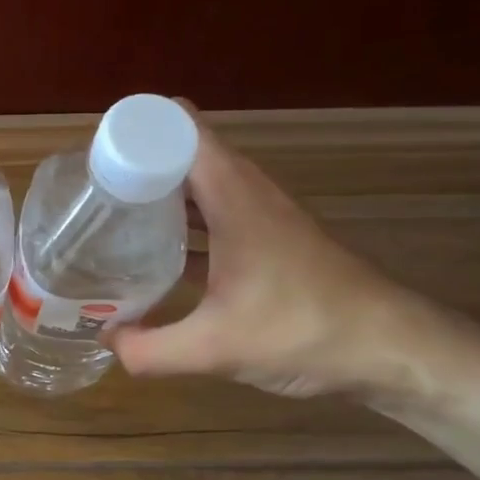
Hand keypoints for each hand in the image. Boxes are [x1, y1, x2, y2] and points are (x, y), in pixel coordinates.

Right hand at [109, 114, 431, 399]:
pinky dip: (182, 221)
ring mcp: (260, 215)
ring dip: (158, 191)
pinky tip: (157, 254)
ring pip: (198, 183)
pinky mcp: (268, 240)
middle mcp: (246, 192)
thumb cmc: (305, 330)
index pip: (179, 128)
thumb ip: (151, 350)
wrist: (389, 347)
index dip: (135, 130)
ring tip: (112, 217)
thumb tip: (107, 342)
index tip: (93, 157)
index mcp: (233, 195)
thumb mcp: (216, 348)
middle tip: (90, 192)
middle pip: (183, 152)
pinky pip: (212, 212)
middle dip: (135, 162)